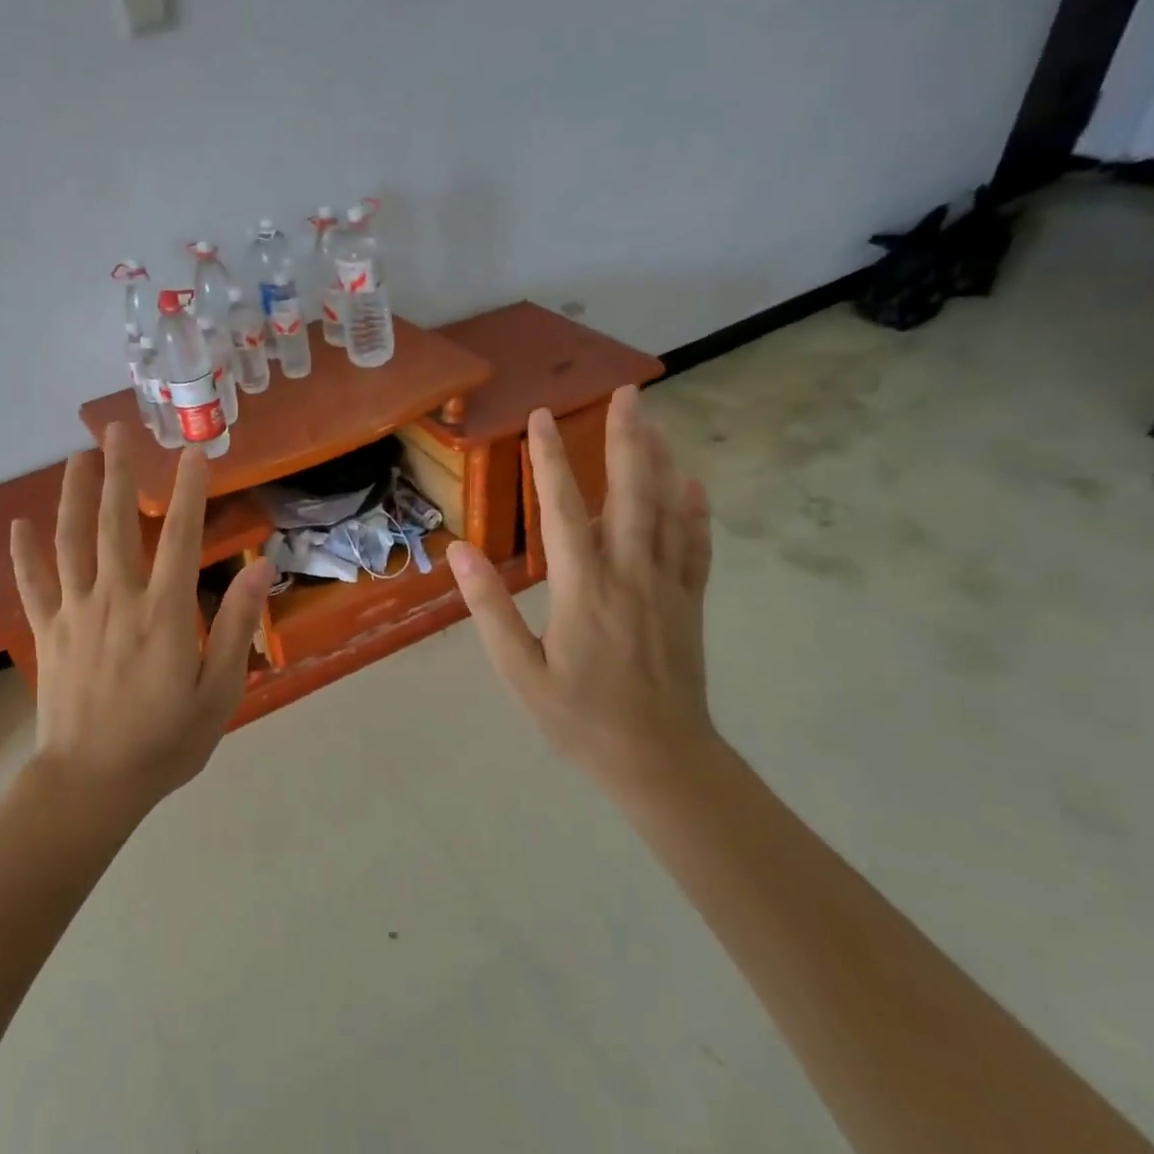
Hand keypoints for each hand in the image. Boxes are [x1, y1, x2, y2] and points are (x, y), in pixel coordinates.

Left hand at [10, 423, 276, 814]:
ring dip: (73, 496)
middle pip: (116, 523)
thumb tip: (262, 567)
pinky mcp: (47, 633)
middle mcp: (117, 599)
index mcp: (164, 612)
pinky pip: (33, 584)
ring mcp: (75, 613)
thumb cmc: (165, 743)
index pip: (181, 536)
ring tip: (76, 458)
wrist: (91, 784)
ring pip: (71, 541)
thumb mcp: (219, 692)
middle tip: (116, 431)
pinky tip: (19, 525)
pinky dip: (24, 553)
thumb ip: (236, 625)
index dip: (188, 490)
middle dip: (119, 473)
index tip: (193, 452)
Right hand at [446, 386, 717, 794]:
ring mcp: (667, 587)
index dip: (550, 460)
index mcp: (584, 589)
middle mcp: (630, 574)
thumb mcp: (520, 671)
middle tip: (627, 392)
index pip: (563, 509)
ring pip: (668, 510)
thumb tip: (458, 551)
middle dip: (626, 439)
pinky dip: (695, 511)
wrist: (660, 761)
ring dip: (660, 461)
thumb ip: (490, 608)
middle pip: (631, 493)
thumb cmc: (579, 719)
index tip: (541, 418)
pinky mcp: (689, 603)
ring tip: (653, 421)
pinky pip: (695, 546)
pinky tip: (692, 484)